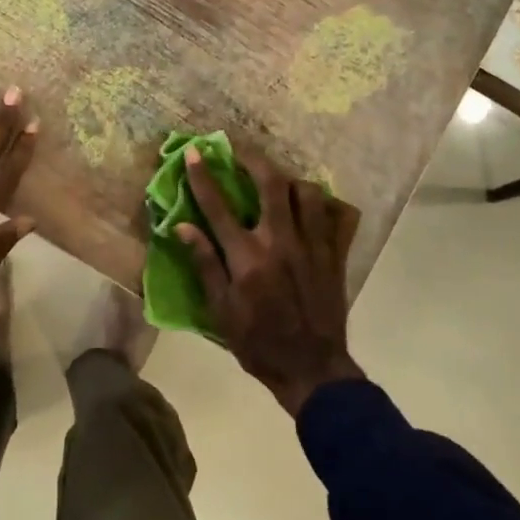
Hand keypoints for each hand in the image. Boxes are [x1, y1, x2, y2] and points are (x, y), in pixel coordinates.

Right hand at [179, 145, 364, 416]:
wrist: (312, 370)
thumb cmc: (258, 343)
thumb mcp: (221, 311)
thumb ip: (205, 264)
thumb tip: (183, 227)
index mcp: (248, 257)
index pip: (218, 206)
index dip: (202, 176)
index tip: (194, 152)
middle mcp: (281, 242)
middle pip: (271, 183)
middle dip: (253, 159)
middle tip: (240, 150)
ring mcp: (313, 246)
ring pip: (307, 192)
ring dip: (289, 178)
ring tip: (277, 180)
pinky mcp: (335, 255)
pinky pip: (336, 216)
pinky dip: (325, 204)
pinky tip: (313, 205)